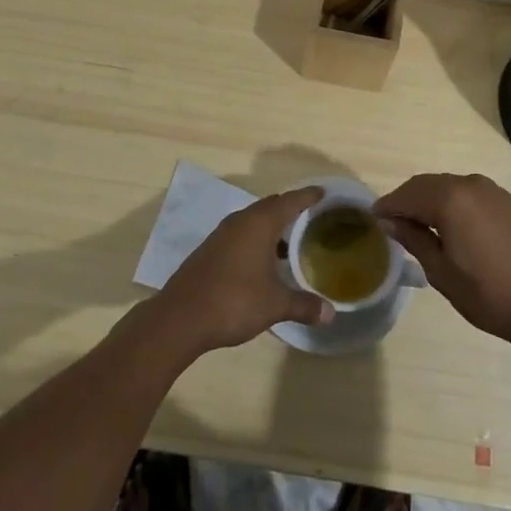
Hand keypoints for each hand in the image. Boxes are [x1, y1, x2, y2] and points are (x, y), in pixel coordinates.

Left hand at [155, 186, 332, 353]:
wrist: (180, 318)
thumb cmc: (234, 302)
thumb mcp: (274, 305)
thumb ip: (303, 305)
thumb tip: (330, 313)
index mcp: (259, 224)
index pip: (290, 201)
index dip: (308, 196)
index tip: (323, 193)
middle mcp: (240, 221)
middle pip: (270, 206)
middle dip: (290, 209)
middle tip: (310, 217)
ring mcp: (222, 234)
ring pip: (253, 220)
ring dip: (271, 226)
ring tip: (290, 242)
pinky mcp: (210, 249)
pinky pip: (241, 233)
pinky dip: (256, 239)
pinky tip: (263, 261)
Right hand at [374, 173, 510, 354]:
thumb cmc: (491, 296)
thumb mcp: (443, 273)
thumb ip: (414, 240)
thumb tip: (390, 220)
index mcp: (451, 199)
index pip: (408, 195)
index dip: (388, 206)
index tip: (374, 218)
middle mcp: (472, 185)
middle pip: (428, 185)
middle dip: (408, 200)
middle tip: (394, 222)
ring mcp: (495, 192)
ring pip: (451, 187)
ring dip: (432, 201)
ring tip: (421, 226)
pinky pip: (472, 195)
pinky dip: (455, 204)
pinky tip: (454, 227)